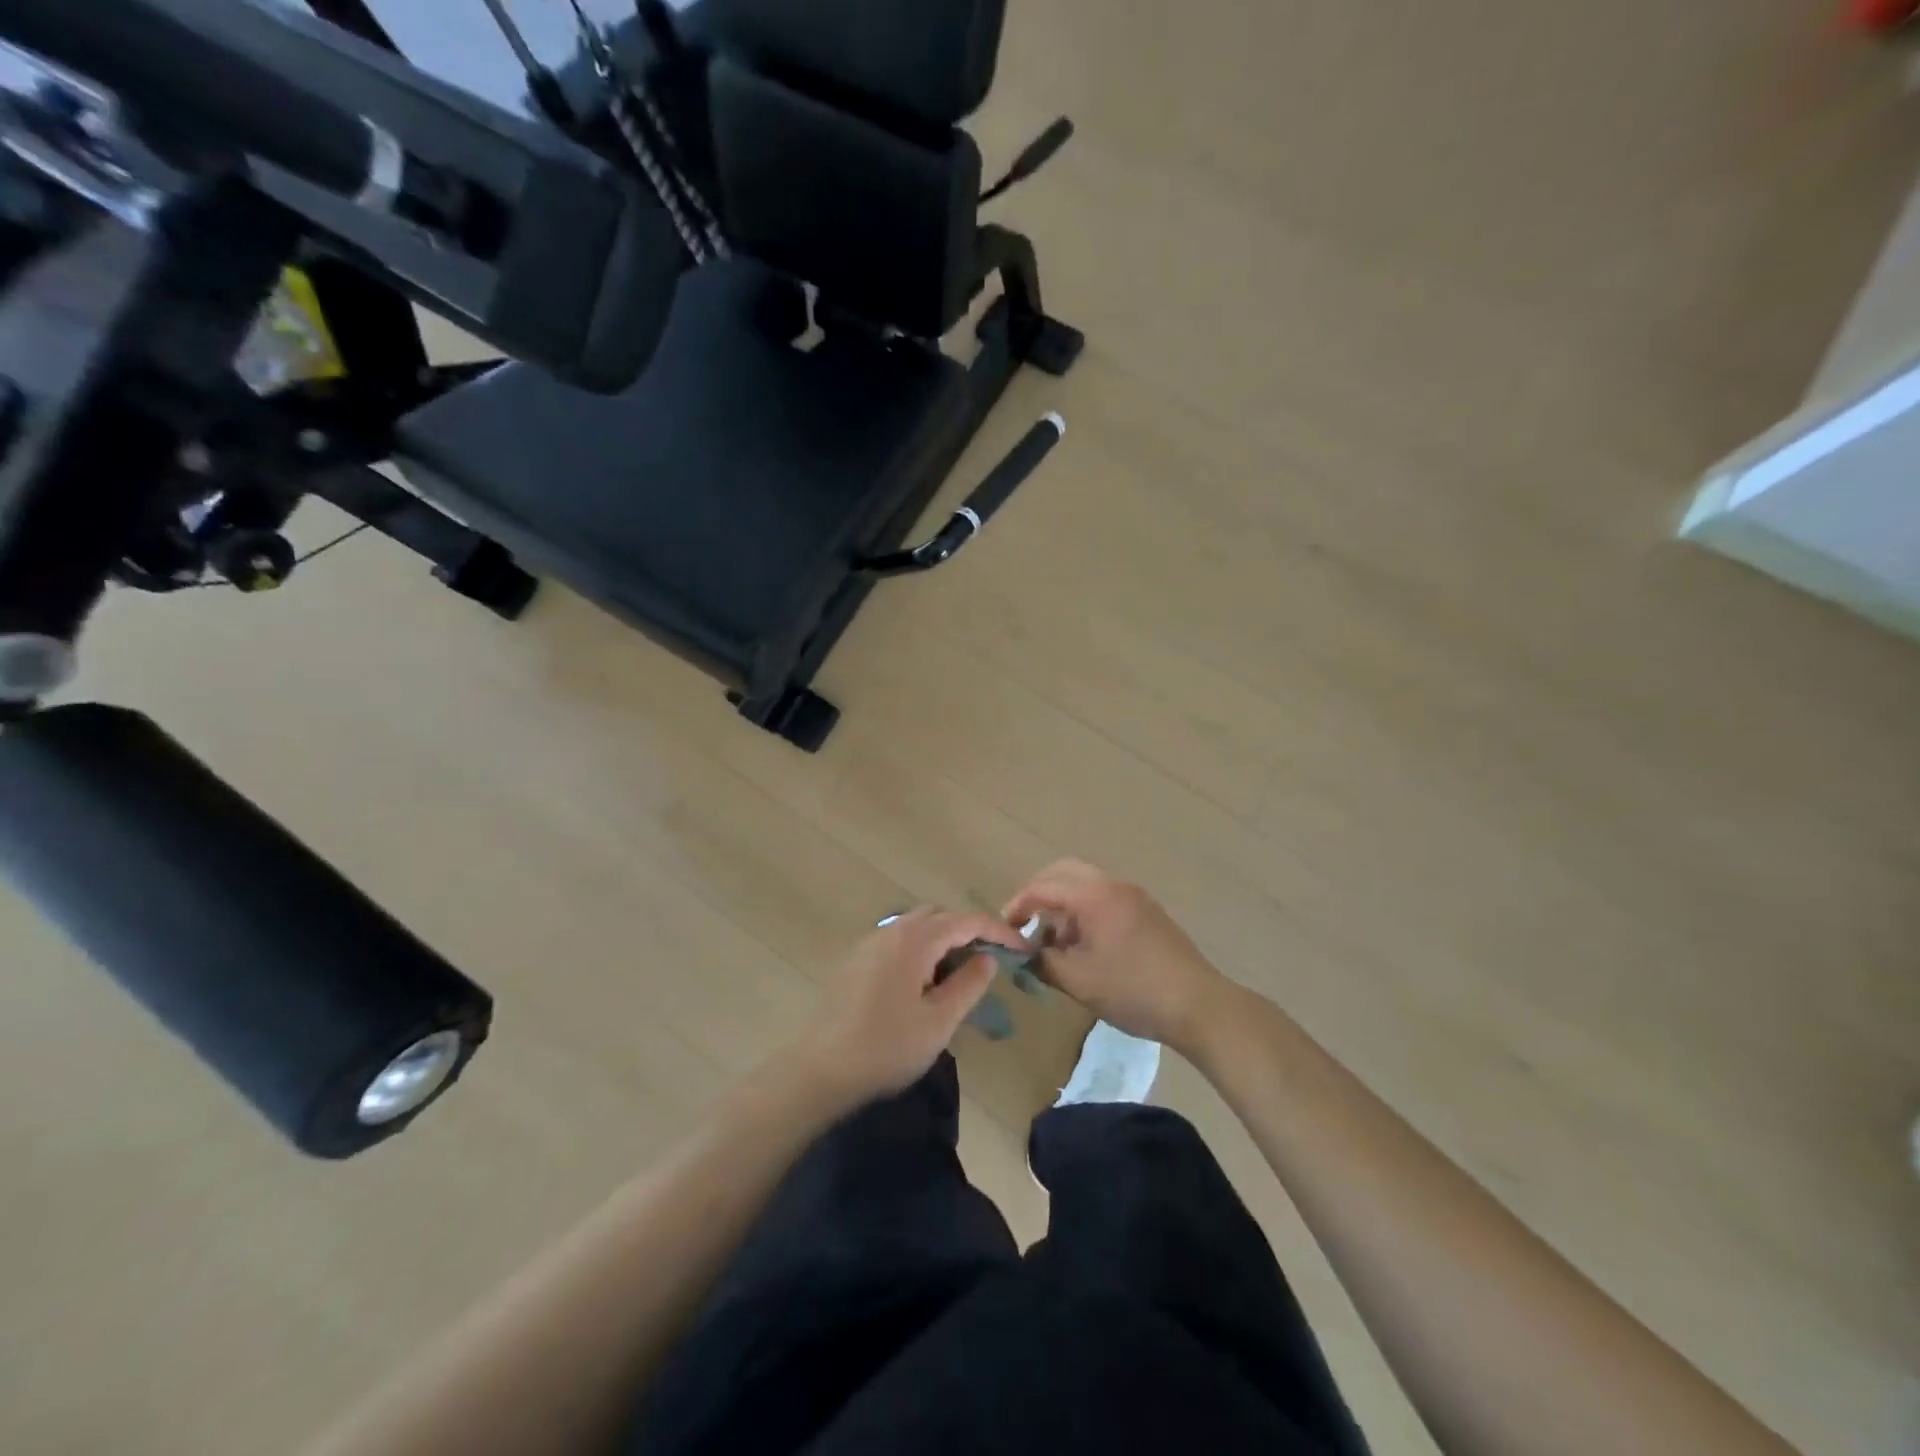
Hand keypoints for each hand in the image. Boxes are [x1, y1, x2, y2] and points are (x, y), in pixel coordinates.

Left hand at [792, 908, 1024, 1106]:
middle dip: (970, 930)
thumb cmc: (886, 1047)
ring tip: (959, 974)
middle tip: (991, 960)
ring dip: (943, 940)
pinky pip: (898, 941)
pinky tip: (924, 982)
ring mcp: (869, 943)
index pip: (967, 921)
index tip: (1023, 948)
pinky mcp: (856, 960)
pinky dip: (921, 949)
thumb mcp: (939, 1022)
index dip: (999, 930)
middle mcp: (891, 931)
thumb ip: (969, 984)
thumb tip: (987, 958)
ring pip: (917, 926)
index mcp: (915, 940)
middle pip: (940, 916)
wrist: (819, 1070)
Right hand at [1004, 860, 1227, 1051]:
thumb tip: (1026, 951)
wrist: (1198, 1005)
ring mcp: (1135, 896)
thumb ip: (1043, 961)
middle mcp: (1114, 885)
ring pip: (1086, 884)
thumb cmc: (1133, 991)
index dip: (1018, 905)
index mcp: (1095, 896)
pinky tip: (1085, 945)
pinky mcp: (1148, 912)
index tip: (1006, 929)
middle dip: (1040, 893)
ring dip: (1064, 903)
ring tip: (1055, 941)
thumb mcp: (1079, 981)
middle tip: (1025, 922)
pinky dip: (1085, 911)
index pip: (1044, 887)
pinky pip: (1105, 898)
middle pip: (1065, 871)